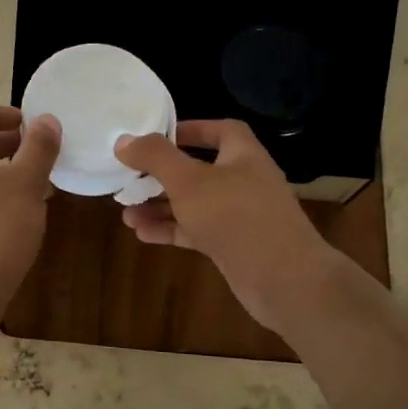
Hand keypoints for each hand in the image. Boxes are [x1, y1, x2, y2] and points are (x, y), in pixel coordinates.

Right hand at [116, 119, 344, 331]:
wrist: (283, 279)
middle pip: (199, 169)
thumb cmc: (236, 216)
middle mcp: (244, 180)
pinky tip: (141, 234)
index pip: (219, 130)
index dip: (190, 129)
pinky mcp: (233, 245)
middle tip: (131, 177)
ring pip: (194, 203)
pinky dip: (171, 229)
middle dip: (163, 174)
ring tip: (125, 212)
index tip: (157, 136)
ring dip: (161, 206)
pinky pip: (196, 230)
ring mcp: (239, 215)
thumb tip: (124, 141)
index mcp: (243, 155)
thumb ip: (155, 158)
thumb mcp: (188, 181)